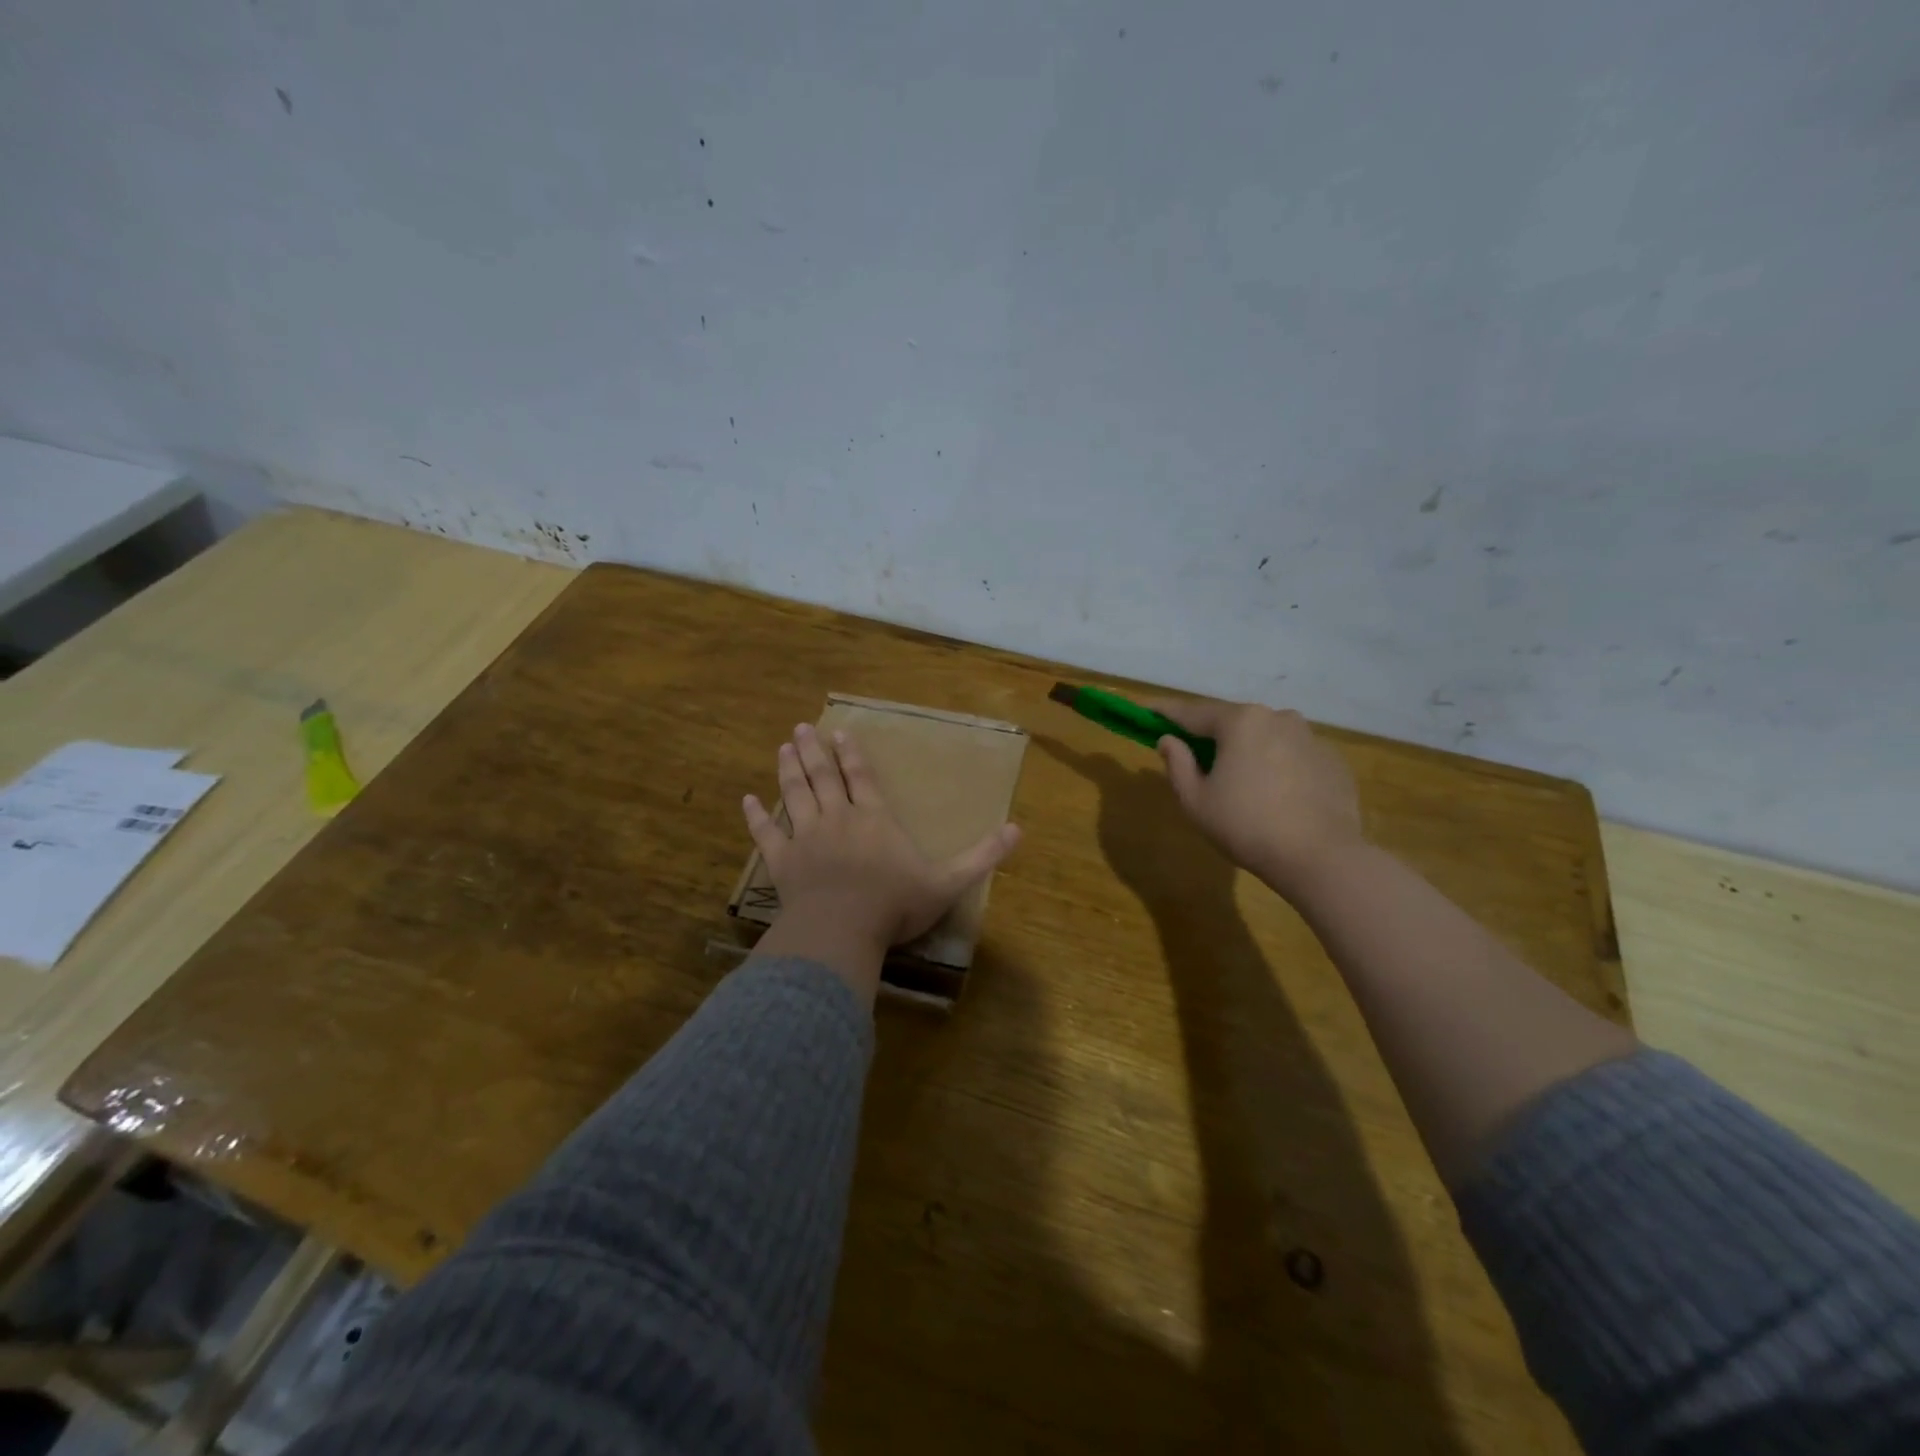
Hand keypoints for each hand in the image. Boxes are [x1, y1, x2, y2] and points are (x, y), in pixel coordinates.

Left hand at [742, 723, 1021, 999]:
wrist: (841, 930)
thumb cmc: (895, 905)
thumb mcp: (948, 881)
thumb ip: (982, 855)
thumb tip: (1018, 829)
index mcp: (874, 819)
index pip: (862, 777)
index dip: (852, 755)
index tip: (839, 733)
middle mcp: (838, 819)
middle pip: (823, 777)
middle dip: (813, 751)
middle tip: (800, 729)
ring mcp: (806, 838)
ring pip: (794, 794)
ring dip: (788, 770)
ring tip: (782, 748)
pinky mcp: (781, 862)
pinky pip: (766, 833)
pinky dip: (755, 817)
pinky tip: (746, 800)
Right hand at [1150, 697, 1364, 900]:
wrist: (1321, 857)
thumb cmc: (1246, 826)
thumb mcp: (1196, 801)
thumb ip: (1178, 764)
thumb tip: (1169, 740)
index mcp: (1240, 722)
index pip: (1192, 712)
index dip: (1166, 712)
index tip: (1147, 709)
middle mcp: (1277, 718)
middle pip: (1233, 721)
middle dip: (1212, 734)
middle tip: (1195, 753)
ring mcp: (1311, 737)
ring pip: (1267, 736)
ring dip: (1248, 749)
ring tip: (1240, 779)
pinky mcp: (1333, 761)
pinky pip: (1294, 755)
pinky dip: (1278, 766)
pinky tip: (1275, 795)